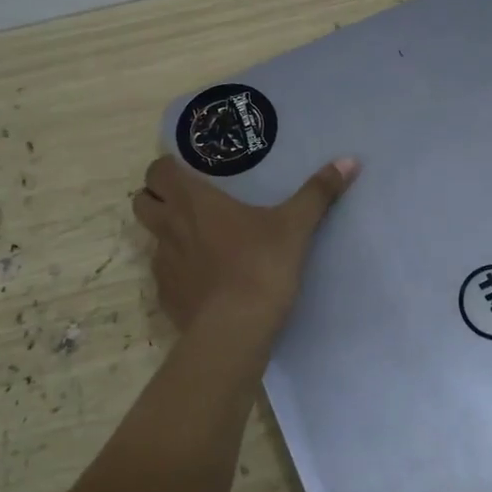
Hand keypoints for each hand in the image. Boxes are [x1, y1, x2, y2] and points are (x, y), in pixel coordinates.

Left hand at [132, 154, 359, 332]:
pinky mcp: (167, 297)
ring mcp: (163, 265)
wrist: (235, 331)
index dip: (168, 168)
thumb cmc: (261, 266)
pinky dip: (179, 272)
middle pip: (141, 201)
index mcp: (193, 202)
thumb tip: (349, 160)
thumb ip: (318, 192)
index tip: (189, 171)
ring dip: (167, 235)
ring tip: (199, 243)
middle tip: (187, 203)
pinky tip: (206, 281)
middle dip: (157, 198)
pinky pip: (165, 276)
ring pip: (151, 239)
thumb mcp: (295, 226)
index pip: (158, 171)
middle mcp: (169, 228)